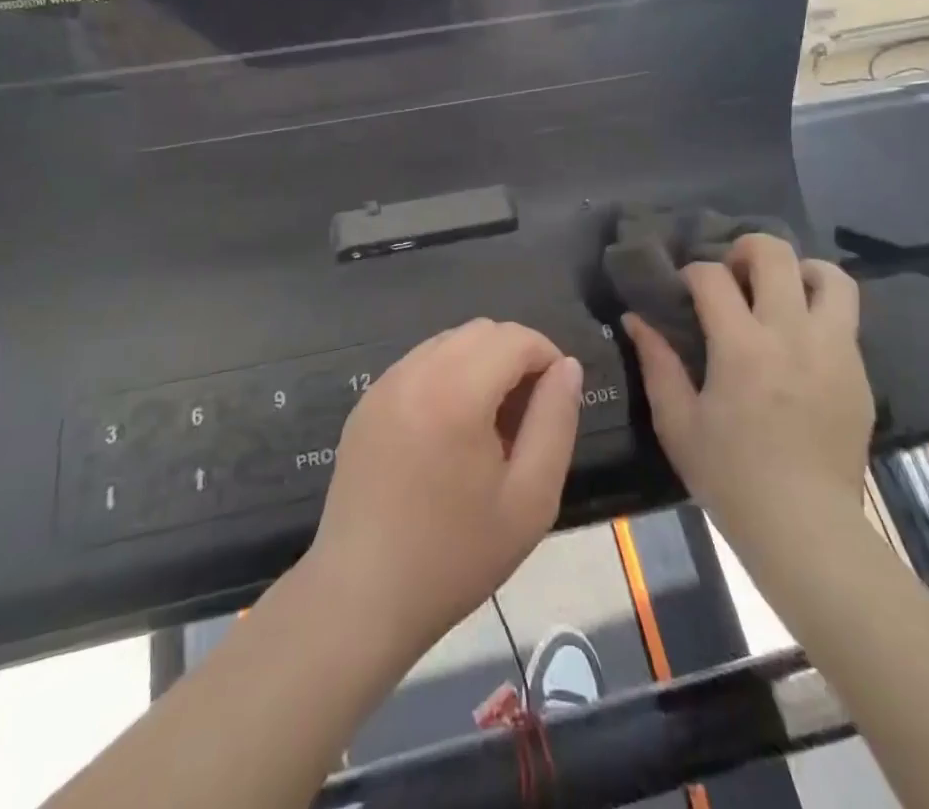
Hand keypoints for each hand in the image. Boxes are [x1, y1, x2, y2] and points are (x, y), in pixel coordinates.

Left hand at [305, 319, 582, 660]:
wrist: (362, 596)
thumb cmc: (455, 556)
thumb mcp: (531, 499)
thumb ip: (556, 421)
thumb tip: (567, 367)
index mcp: (456, 391)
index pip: (515, 338)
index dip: (547, 357)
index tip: (556, 401)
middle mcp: (415, 371)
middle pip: (481, 331)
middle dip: (515, 357)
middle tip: (525, 418)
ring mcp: (384, 383)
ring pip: (448, 342)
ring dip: (480, 364)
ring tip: (488, 427)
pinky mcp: (366, 401)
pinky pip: (418, 365)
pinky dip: (446, 376)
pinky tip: (448, 433)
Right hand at [625, 234, 870, 544]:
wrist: (807, 529)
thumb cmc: (731, 477)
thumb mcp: (677, 423)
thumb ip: (656, 363)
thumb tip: (635, 319)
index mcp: (742, 347)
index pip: (712, 276)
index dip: (691, 273)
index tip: (684, 291)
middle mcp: (792, 335)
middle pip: (775, 255)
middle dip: (745, 250)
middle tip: (731, 274)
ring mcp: (833, 351)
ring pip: (829, 276)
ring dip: (798, 271)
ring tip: (778, 293)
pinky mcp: (859, 372)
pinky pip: (845, 317)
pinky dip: (819, 309)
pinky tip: (797, 339)